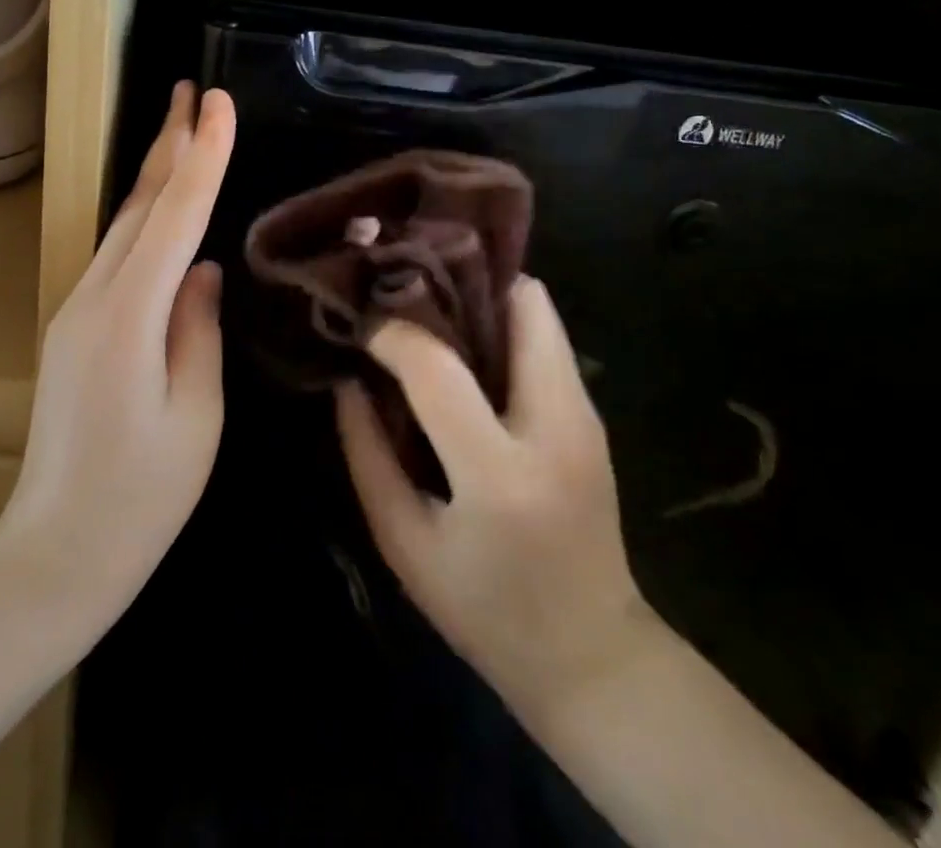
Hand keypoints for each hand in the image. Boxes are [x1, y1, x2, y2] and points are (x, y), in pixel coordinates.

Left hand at [0, 82, 235, 646]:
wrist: (54, 554)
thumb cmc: (140, 498)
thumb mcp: (196, 415)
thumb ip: (199, 329)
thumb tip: (201, 268)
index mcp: (129, 318)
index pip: (174, 216)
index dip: (201, 155)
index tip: (218, 103)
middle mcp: (94, 299)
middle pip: (139, 206)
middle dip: (170, 143)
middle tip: (193, 91)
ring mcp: (75, 311)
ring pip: (122, 225)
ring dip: (154, 173)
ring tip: (182, 128)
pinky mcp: (73, 327)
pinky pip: (115, 255)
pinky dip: (143, 216)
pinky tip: (161, 204)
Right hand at [336, 277, 650, 732]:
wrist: (593, 657)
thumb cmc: (486, 611)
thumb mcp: (405, 544)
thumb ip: (367, 455)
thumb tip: (347, 381)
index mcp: (500, 474)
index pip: (438, 369)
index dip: (393, 335)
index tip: (365, 329)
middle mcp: (557, 428)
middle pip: (523, 306)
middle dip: (461, 284)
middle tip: (408, 293)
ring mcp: (586, 417)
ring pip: (540, 312)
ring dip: (483, 300)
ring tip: (431, 314)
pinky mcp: (592, 415)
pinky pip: (545, 340)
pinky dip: (503, 326)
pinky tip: (465, 351)